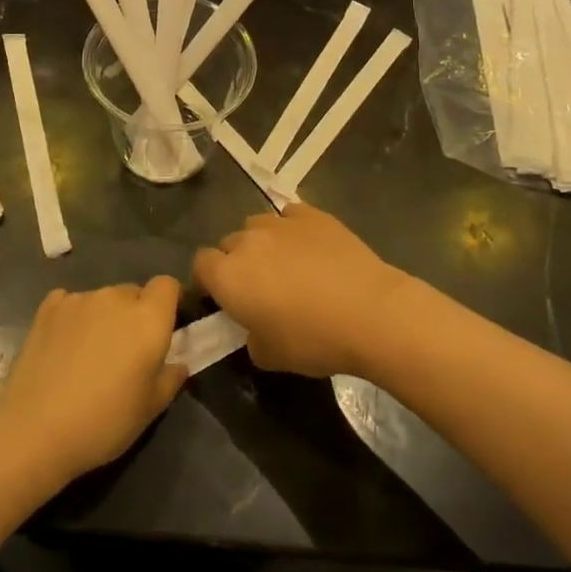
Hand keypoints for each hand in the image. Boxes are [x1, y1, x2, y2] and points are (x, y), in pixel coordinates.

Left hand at [0, 278, 187, 485]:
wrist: (35, 430)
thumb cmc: (104, 423)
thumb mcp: (150, 409)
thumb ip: (171, 378)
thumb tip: (177, 362)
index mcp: (148, 318)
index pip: (168, 285)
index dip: (169, 302)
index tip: (165, 327)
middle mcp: (115, 297)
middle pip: (134, 292)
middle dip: (135, 314)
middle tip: (125, 352)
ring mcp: (79, 298)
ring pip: (102, 299)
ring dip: (103, 317)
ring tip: (88, 354)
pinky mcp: (48, 307)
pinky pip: (70, 302)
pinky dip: (73, 317)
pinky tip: (63, 346)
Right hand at [192, 204, 411, 378]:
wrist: (370, 312)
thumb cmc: (313, 339)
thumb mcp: (270, 356)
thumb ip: (250, 337)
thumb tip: (254, 328)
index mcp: (228, 275)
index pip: (200, 265)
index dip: (207, 281)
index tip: (221, 299)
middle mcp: (248, 241)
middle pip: (228, 244)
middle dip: (235, 262)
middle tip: (258, 288)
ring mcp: (281, 223)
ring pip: (257, 225)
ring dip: (261, 243)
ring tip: (285, 265)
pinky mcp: (312, 215)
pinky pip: (289, 216)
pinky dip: (292, 229)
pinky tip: (309, 248)